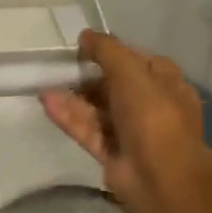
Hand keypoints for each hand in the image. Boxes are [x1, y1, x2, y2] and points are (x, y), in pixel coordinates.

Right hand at [40, 30, 211, 212]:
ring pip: (98, 108)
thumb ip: (106, 50)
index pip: (136, 60)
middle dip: (88, 76)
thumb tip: (85, 36)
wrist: (162, 177)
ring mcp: (131, 131)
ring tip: (46, 83)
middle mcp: (150, 105)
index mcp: (165, 83)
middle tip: (61, 67)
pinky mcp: (112, 153)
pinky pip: (88, 129)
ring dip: (74, 96)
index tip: (83, 47)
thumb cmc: (153, 115)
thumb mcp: (130, 71)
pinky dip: (69, 116)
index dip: (111, 52)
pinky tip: (47, 101)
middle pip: (114, 85)